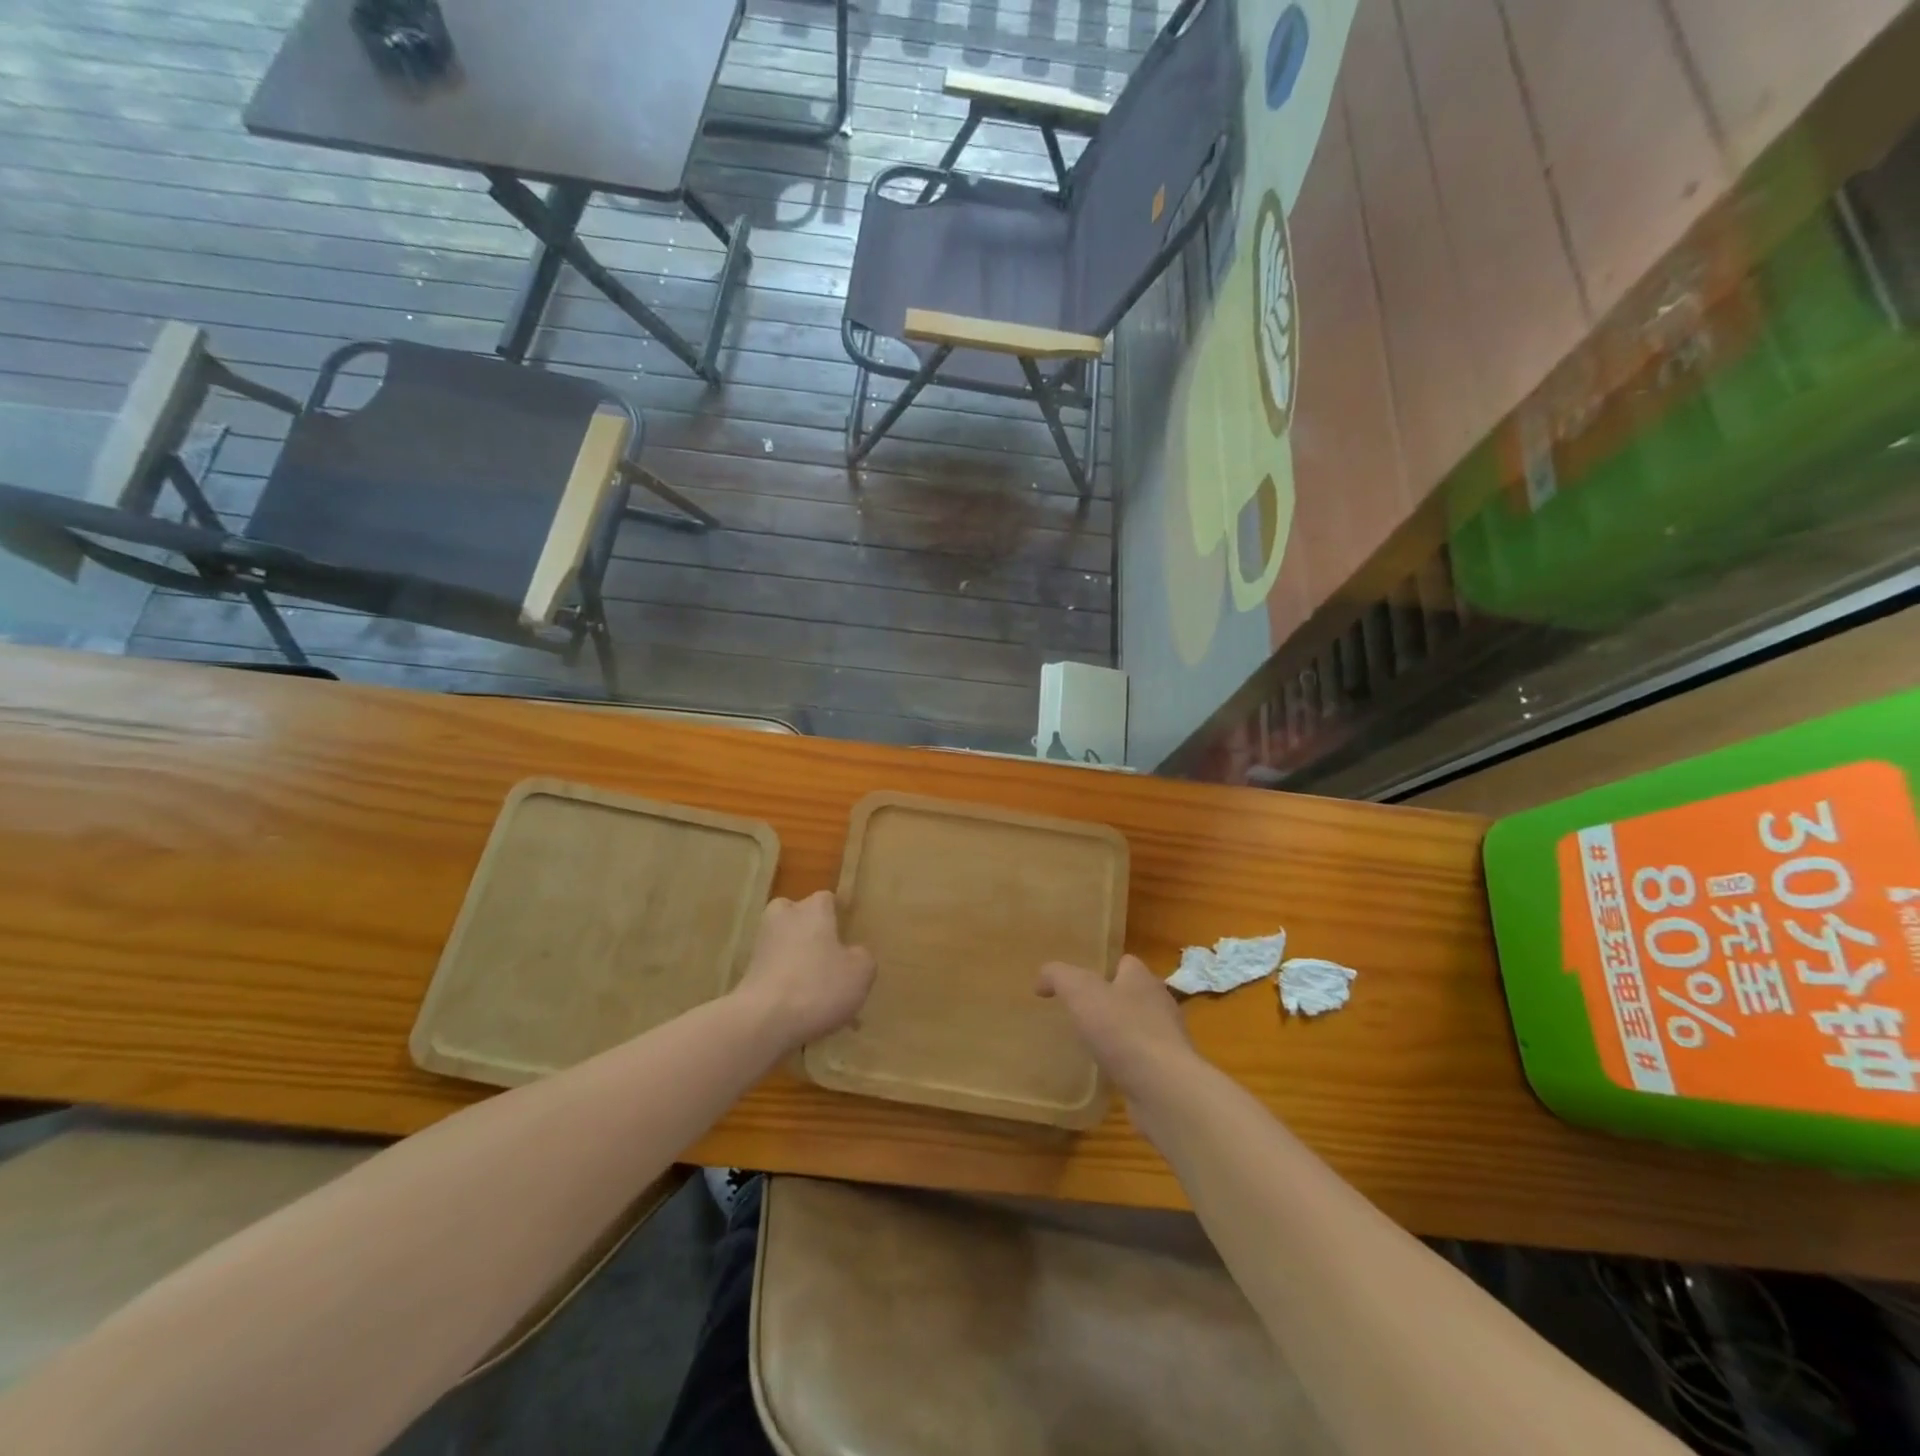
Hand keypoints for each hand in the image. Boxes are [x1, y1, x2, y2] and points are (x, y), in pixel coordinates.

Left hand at [734, 891, 875, 1052]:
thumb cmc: (818, 986)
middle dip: (808, 928)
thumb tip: (854, 954)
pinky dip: (785, 983)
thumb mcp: (860, 973)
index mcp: (813, 910)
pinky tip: (801, 1008)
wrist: (763, 1021)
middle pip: (795, 913)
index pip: (826, 898)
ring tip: (817, 988)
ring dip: (796, 958)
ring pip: (783, 944)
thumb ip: (862, 957)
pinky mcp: (748, 975)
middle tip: (827, 951)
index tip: (847, 928)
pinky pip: (774, 971)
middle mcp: (784, 919)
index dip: (837, 912)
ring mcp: (761, 946)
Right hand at [1038, 954, 1198, 1101]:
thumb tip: (1042, 979)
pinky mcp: (1167, 1072)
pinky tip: (1106, 1073)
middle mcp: (1159, 1004)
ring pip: (1137, 1028)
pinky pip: (1141, 1061)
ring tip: (1089, 1044)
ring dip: (1118, 1035)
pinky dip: (1125, 1064)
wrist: (1163, 1088)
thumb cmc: (1122, 1029)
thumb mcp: (1079, 991)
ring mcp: (1167, 1040)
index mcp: (1143, 979)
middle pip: (1132, 995)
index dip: (1103, 968)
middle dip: (1110, 1002)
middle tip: (1080, 1013)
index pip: (1125, 963)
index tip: (1079, 982)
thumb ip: (1058, 976)